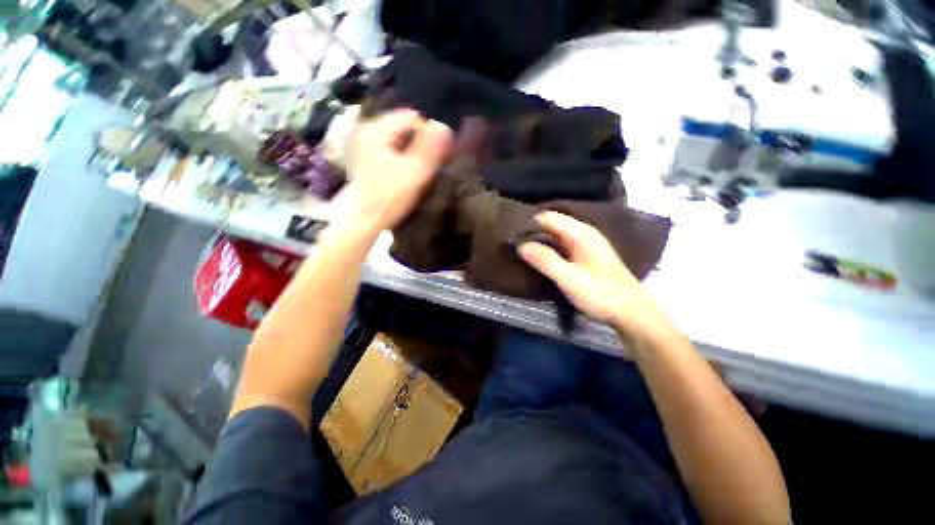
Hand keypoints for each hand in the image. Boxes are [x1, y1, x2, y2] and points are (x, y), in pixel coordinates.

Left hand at [345, 110, 452, 230]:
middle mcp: (367, 129)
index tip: (436, 158)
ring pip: (399, 140)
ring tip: (418, 172)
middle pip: (405, 128)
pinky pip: (392, 150)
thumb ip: (431, 148)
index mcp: (376, 128)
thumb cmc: (389, 196)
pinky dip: (402, 159)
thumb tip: (445, 127)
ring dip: (412, 153)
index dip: (429, 135)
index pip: (413, 118)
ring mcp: (364, 144)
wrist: (363, 220)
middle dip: (420, 144)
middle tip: (428, 166)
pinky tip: (406, 174)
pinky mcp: (366, 158)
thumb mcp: (414, 171)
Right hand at [519, 212, 668, 340]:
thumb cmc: (601, 294)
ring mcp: (586, 243)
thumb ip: (545, 260)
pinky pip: (561, 244)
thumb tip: (520, 245)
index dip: (528, 224)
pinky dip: (548, 248)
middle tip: (512, 244)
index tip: (511, 235)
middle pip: (551, 224)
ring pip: (555, 234)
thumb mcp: (569, 279)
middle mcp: (583, 232)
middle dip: (532, 232)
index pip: (547, 217)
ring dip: (539, 241)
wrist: (631, 312)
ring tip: (520, 250)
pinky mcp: (585, 255)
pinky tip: (539, 258)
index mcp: (580, 233)